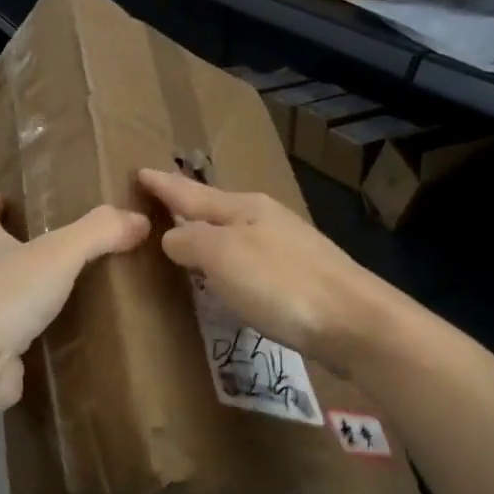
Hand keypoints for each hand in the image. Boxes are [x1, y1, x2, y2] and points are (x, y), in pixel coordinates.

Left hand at [0, 194, 149, 408]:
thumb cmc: (10, 295)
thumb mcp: (60, 252)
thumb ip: (100, 232)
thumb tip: (140, 219)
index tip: (1, 198)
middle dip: (16, 254)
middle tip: (55, 252)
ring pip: (9, 304)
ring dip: (31, 300)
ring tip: (72, 298)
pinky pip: (21, 345)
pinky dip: (40, 342)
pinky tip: (67, 344)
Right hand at [137, 168, 390, 372]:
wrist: (353, 321)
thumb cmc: (281, 284)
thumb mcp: (223, 256)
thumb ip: (192, 241)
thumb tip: (172, 236)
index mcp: (245, 208)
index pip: (191, 193)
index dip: (163, 185)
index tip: (139, 172)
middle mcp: (267, 220)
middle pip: (217, 208)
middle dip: (189, 204)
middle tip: (161, 201)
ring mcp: (288, 247)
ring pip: (237, 232)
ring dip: (210, 232)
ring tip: (188, 234)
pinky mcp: (301, 278)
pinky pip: (252, 259)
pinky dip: (231, 260)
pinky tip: (229, 272)